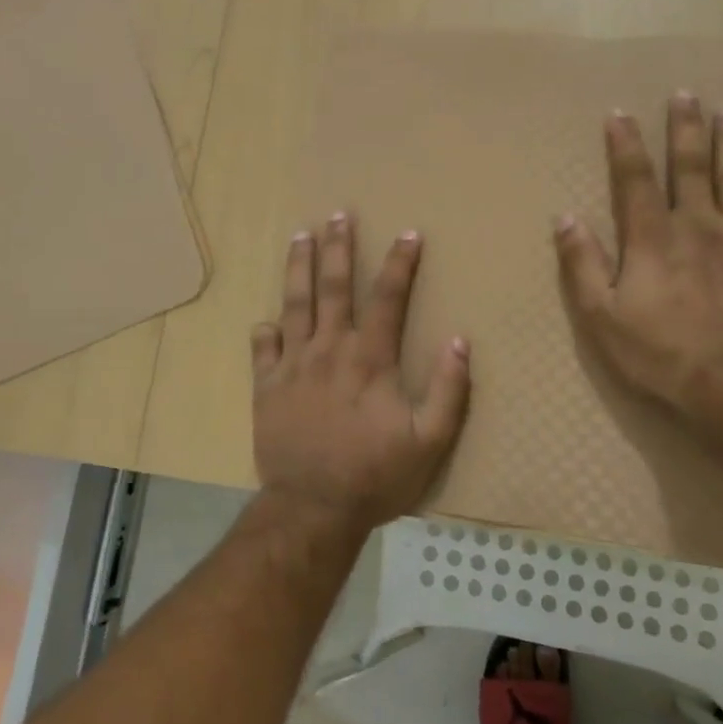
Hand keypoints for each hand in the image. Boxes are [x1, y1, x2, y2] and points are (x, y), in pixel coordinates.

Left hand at [251, 213, 471, 530]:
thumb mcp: (430, 442)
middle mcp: (329, 350)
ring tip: (301, 236)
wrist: (313, 508)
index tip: (408, 233)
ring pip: (294, 304)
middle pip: (333, 287)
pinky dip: (266, 331)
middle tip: (338, 215)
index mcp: (369, 359)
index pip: (387, 298)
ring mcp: (293, 366)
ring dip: (299, 268)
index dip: (400, 263)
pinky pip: (263, 349)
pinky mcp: (266, 387)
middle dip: (338, 248)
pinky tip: (266, 319)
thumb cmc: (376, 475)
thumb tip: (459, 341)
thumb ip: (449, 391)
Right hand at [554, 94, 722, 425]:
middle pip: (690, 166)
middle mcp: (698, 224)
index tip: (620, 114)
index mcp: (653, 237)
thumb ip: (583, 264)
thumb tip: (565, 217)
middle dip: (685, 129)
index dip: (625, 144)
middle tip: (686, 95)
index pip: (634, 179)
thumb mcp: (602, 316)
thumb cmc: (660, 352)